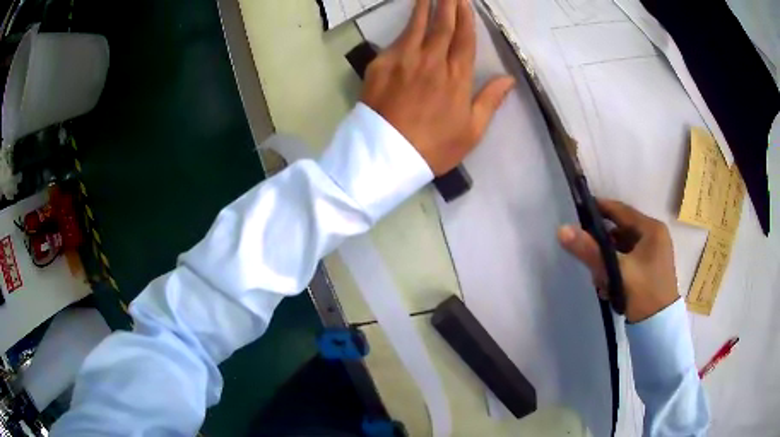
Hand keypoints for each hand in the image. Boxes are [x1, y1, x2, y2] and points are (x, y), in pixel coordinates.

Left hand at [361, 0, 514, 175]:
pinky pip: (396, 39)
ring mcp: (404, 60)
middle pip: (442, 25)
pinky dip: (405, 26)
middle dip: (447, 3)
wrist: (387, 155)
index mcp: (456, 77)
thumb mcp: (471, 131)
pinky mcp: (381, 65)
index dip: (466, 17)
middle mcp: (431, 61)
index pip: (464, 38)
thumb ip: (490, 101)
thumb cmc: (434, 147)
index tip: (465, 1)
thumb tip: (509, 79)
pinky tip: (409, 19)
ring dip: (424, 5)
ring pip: (417, 25)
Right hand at [558, 199, 679, 322]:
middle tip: (588, 258)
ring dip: (608, 260)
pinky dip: (616, 269)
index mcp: (652, 229)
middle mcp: (654, 236)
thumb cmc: (643, 294)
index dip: (599, 208)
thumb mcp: (616, 271)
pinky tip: (609, 286)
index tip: (578, 211)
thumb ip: (591, 250)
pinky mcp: (650, 267)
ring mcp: (654, 252)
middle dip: (602, 245)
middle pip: (620, 231)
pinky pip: (628, 260)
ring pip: (623, 247)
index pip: (621, 210)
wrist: (659, 327)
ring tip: (600, 279)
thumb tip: (562, 230)